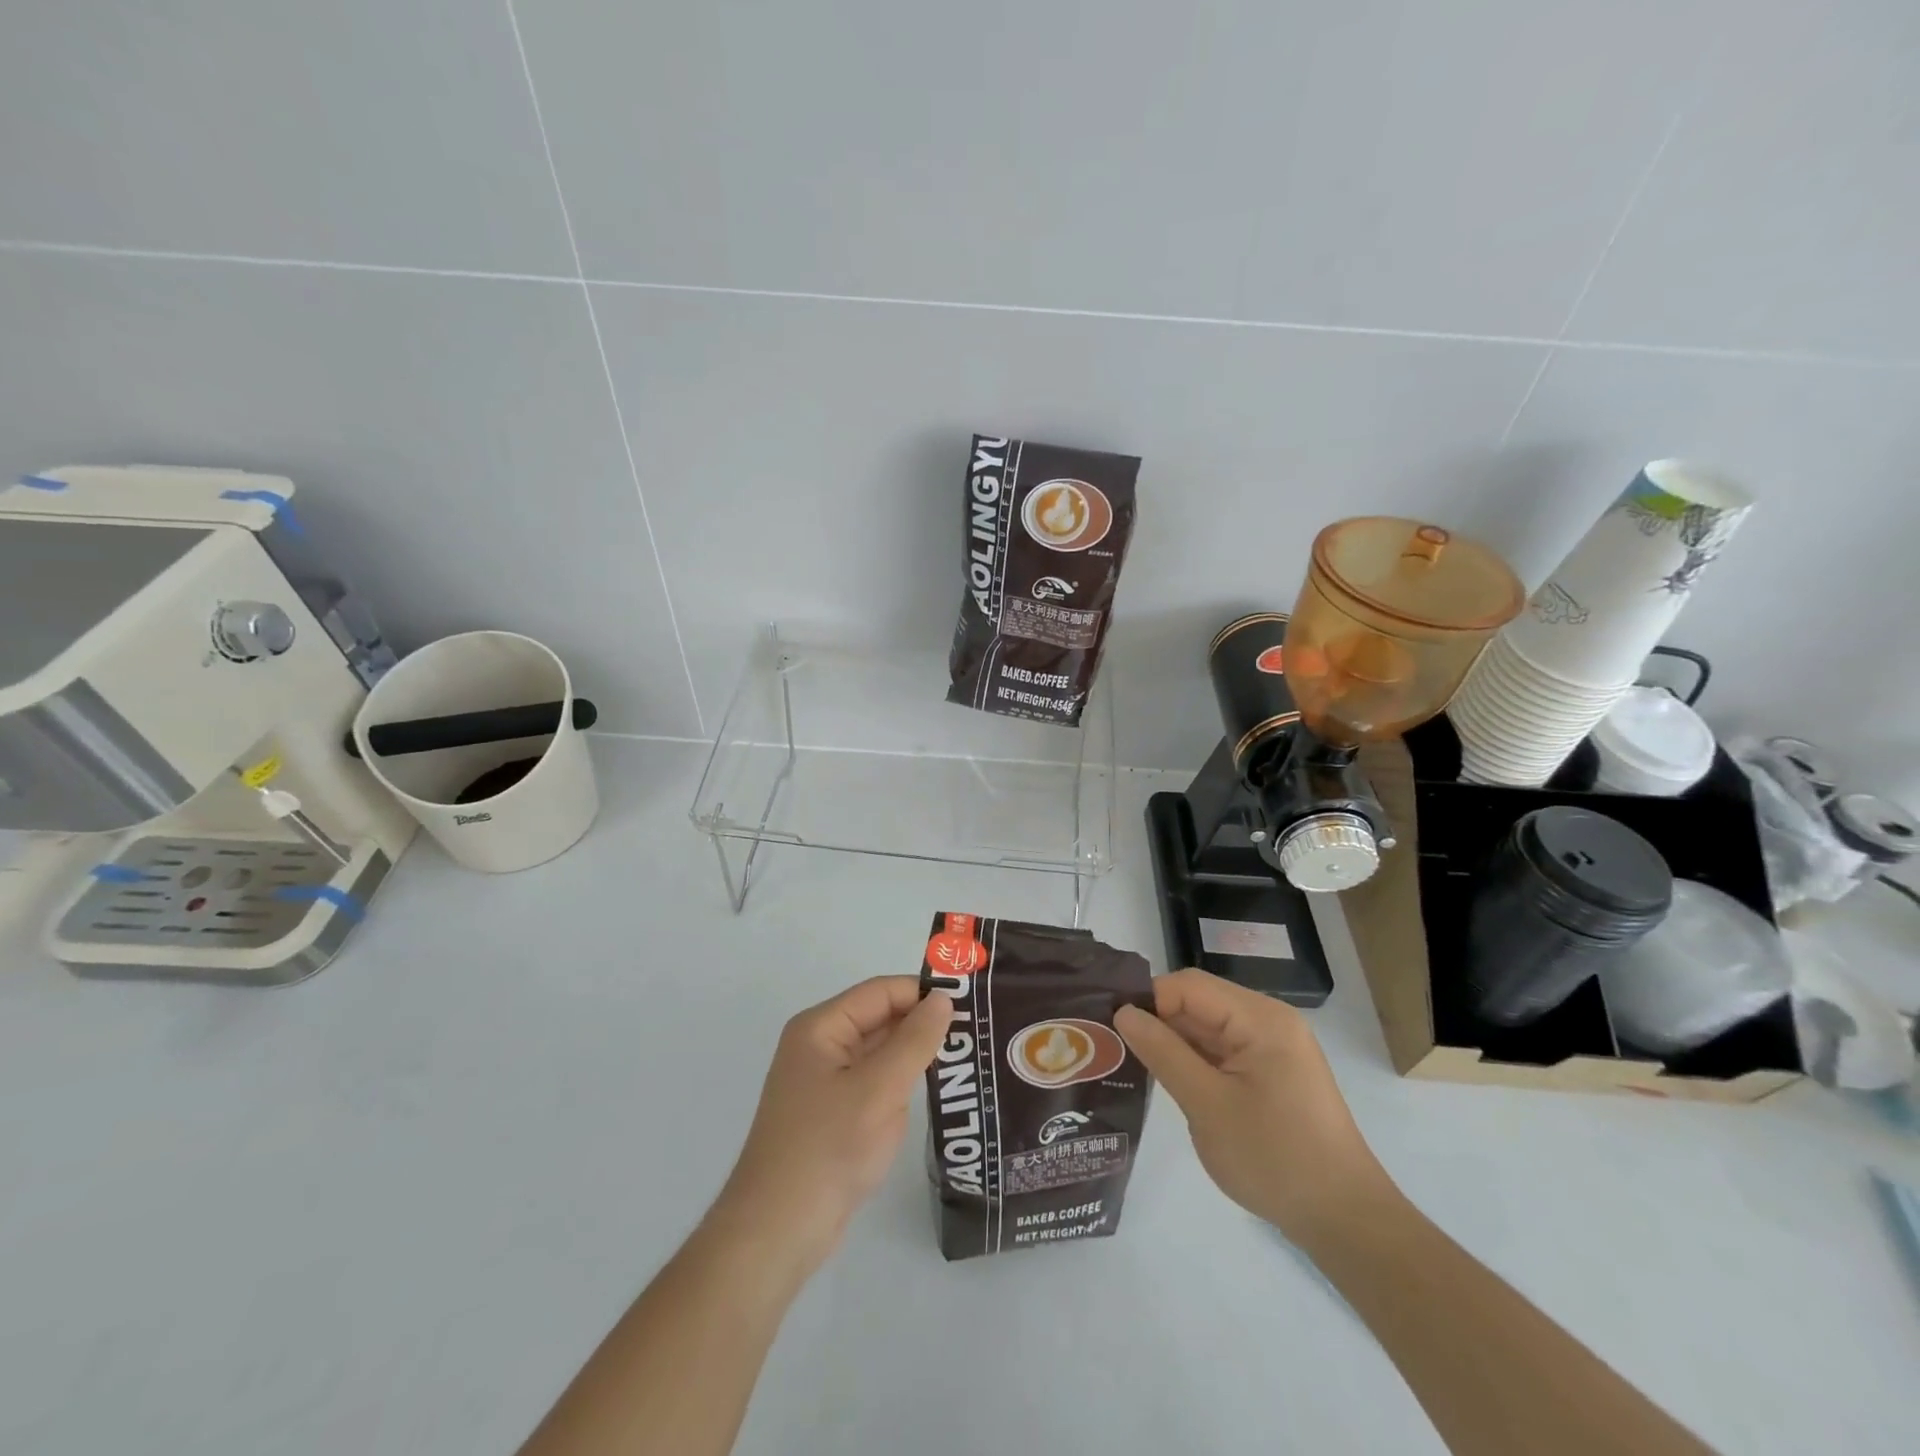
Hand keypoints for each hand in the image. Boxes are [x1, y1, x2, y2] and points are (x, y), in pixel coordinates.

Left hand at [708, 977, 952, 1274]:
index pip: (881, 992)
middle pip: (879, 1018)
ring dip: (916, 1054)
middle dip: (923, 1023)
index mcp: (821, 1028)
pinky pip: (874, 1083)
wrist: (776, 1233)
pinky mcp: (833, 1114)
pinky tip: (936, 1090)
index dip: (923, 993)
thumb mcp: (879, 1089)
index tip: (971, 1003)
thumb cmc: (827, 1148)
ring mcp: (825, 1082)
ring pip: (879, 1052)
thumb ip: (914, 1040)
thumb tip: (944, 999)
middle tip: (978, 1030)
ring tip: (968, 1055)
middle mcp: (820, 1046)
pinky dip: (902, 1083)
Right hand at [1114, 968, 1396, 1249]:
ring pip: (1207, 1027)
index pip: (1188, 986)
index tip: (1112, 1029)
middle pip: (1198, 1002)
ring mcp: (1272, 1047)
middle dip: (1157, 1021)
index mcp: (1260, 1018)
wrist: (1344, 1221)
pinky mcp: (1271, 1072)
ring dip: (1173, 1043)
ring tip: (1130, 1062)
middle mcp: (1268, 1021)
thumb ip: (1163, 1052)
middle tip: (1112, 1046)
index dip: (1149, 1001)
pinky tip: (1168, 1080)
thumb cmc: (1275, 1159)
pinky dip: (1194, 1061)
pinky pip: (1222, 1050)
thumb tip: (1123, 1012)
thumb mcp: (1207, 1105)